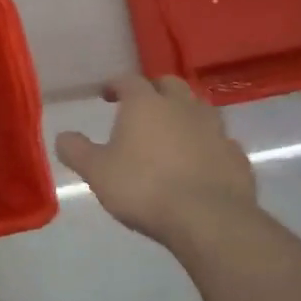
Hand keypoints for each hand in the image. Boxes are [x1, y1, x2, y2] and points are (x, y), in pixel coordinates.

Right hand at [55, 74, 255, 245]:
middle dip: (154, 90)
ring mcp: (215, 130)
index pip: (128, 80)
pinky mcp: (237, 157)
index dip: (115, 84)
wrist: (208, 220)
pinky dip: (207, 144)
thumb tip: (63, 136)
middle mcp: (183, 107)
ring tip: (171, 132)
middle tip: (141, 106)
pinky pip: (220, 141)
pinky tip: (199, 161)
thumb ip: (76, 150)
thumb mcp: (96, 171)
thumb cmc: (143, 187)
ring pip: (200, 109)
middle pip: (170, 84)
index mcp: (145, 104)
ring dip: (184, 114)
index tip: (105, 94)